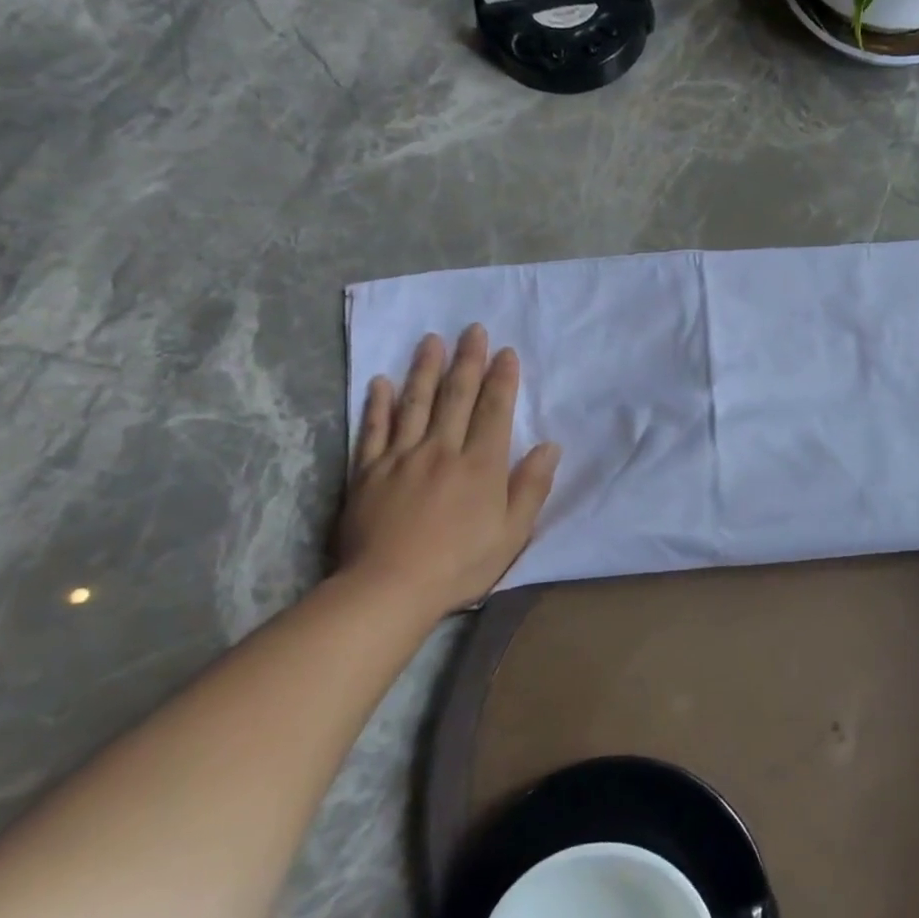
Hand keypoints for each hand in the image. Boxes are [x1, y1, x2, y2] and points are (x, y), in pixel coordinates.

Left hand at [337, 325, 560, 613]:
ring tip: (431, 340)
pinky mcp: (368, 472)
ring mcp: (401, 458)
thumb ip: (531, 487)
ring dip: (425, 369)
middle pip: (456, 397)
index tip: (506, 351)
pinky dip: (378, 404)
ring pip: (415, 403)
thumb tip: (550, 446)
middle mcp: (442, 450)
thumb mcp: (512, 533)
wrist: (390, 588)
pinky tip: (382, 382)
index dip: (502, 379)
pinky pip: (374, 430)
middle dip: (468, 361)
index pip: (495, 411)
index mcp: (481, 465)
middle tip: (472, 329)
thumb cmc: (460, 564)